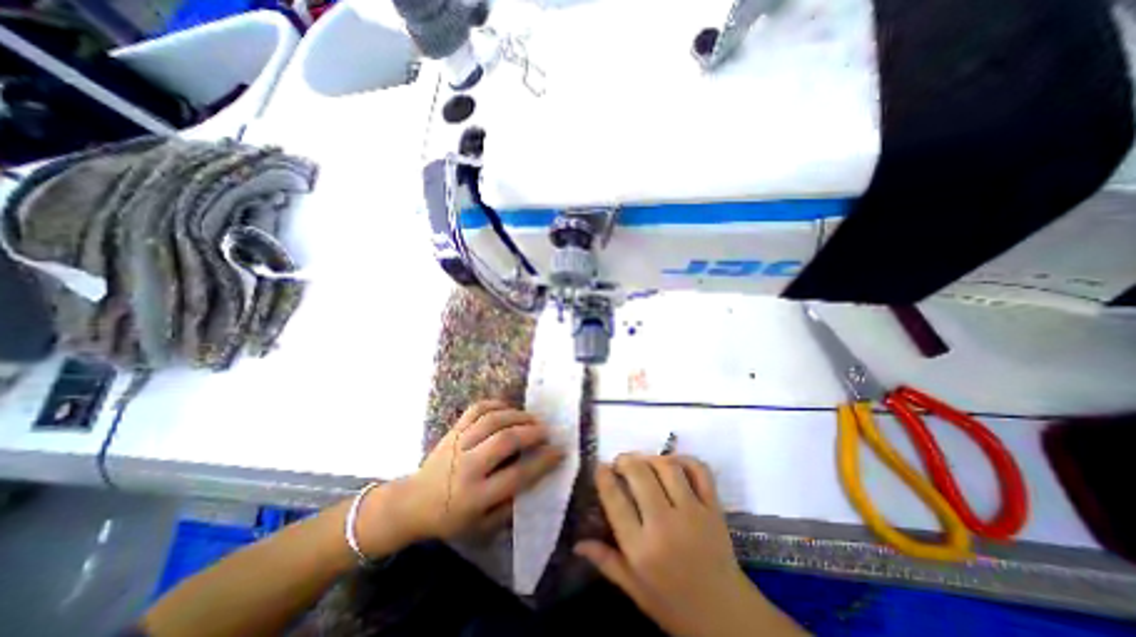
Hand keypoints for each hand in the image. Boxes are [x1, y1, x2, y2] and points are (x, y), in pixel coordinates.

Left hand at [377, 400, 563, 544]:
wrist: (413, 502)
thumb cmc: (452, 518)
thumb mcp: (482, 526)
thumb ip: (510, 505)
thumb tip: (536, 477)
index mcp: (476, 496)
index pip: (517, 475)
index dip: (543, 462)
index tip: (559, 452)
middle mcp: (467, 466)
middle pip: (505, 440)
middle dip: (532, 432)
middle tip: (546, 431)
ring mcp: (458, 444)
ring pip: (493, 420)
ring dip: (518, 416)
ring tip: (532, 419)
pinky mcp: (453, 430)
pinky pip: (478, 409)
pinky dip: (497, 404)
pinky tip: (509, 409)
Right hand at [574, 453, 801, 635]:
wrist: (728, 619)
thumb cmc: (674, 606)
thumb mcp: (635, 590)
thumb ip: (606, 562)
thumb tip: (577, 542)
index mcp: (641, 549)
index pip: (615, 500)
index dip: (603, 476)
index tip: (600, 467)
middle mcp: (665, 525)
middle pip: (639, 474)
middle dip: (625, 460)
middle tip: (620, 462)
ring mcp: (693, 513)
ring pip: (667, 466)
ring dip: (651, 457)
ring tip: (644, 462)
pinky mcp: (714, 508)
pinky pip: (699, 471)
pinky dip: (685, 459)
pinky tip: (673, 462)